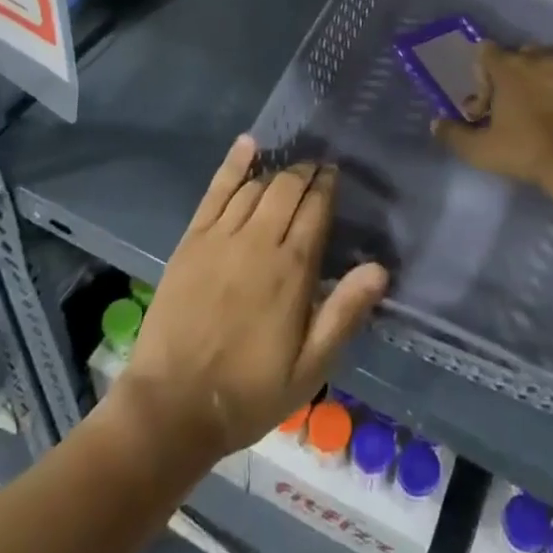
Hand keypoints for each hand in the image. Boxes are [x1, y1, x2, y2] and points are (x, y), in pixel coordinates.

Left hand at [115, 135, 387, 461]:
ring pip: (255, 187)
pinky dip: (233, 165)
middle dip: (305, 173)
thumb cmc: (249, 392)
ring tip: (289, 168)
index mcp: (292, 270)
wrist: (172, 407)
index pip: (316, 209)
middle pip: (287, 189)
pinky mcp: (193, 239)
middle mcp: (259, 241)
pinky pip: (216, 191)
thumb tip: (380, 269)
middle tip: (316, 169)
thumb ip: (344, 314)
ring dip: (276, 172)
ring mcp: (221, 237)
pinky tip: (247, 145)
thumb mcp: (309, 368)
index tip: (334, 175)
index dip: (327, 187)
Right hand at [432, 42, 552, 184]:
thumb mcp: (480, 149)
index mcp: (509, 66)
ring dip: (542, 74)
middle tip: (510, 104)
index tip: (485, 104)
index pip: (486, 50)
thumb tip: (436, 124)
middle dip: (512, 73)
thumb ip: (454, 134)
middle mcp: (539, 58)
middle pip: (519, 53)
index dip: (481, 75)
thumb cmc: (524, 149)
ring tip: (540, 101)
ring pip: (551, 59)